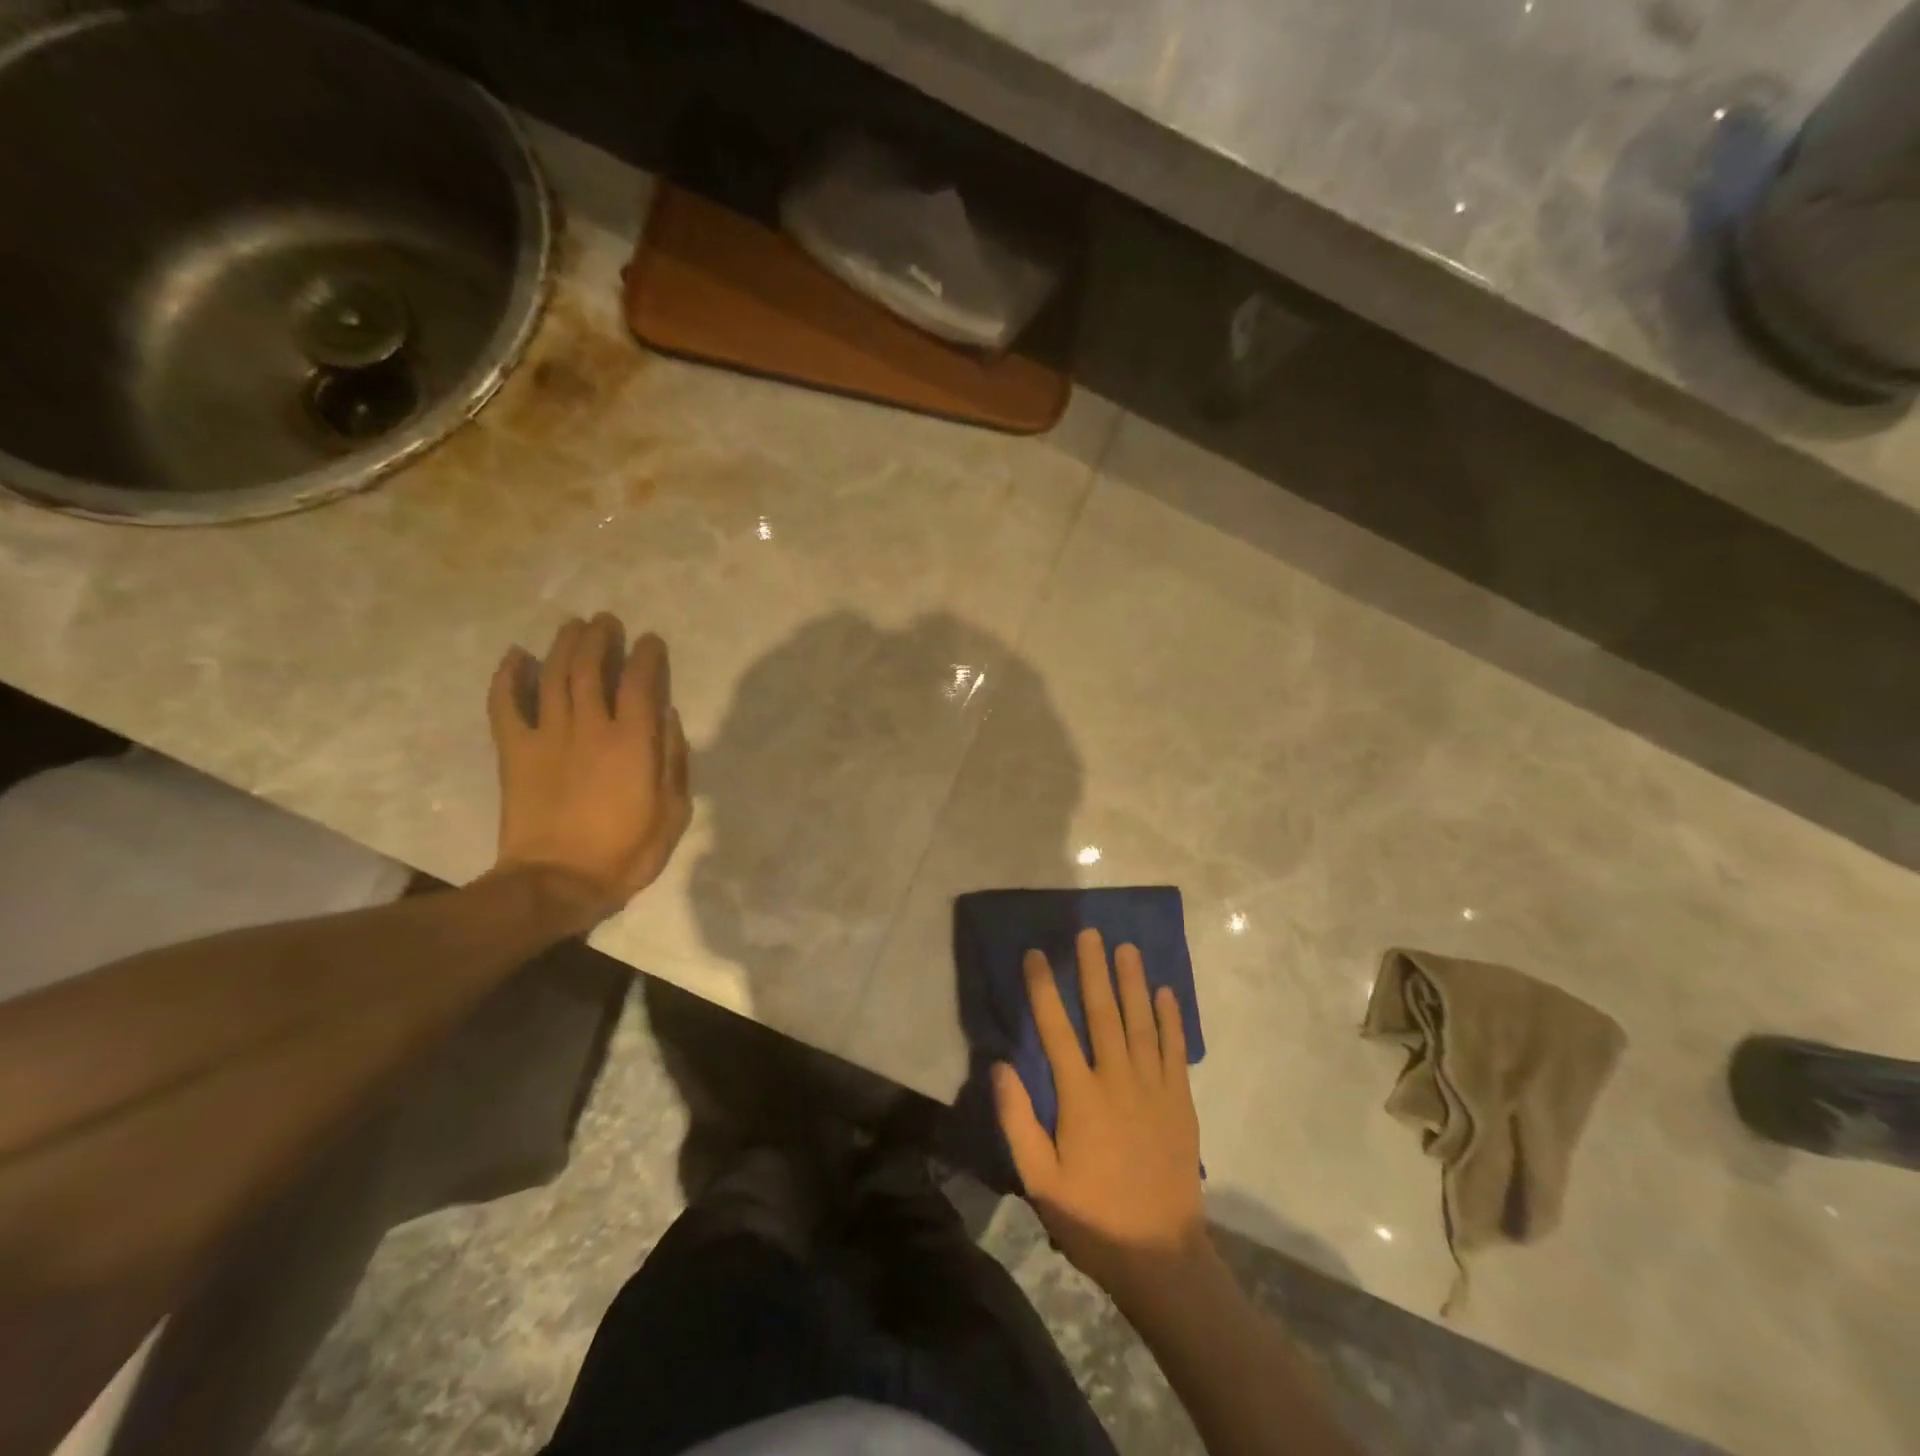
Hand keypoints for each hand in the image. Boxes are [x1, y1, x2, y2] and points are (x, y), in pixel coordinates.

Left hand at [487, 613, 690, 920]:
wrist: (557, 883)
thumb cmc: (626, 851)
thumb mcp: (673, 812)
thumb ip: (673, 759)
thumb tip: (667, 717)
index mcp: (632, 741)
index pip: (641, 681)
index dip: (647, 655)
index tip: (651, 640)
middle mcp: (589, 727)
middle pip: (591, 667)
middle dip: (600, 638)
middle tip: (606, 622)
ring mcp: (547, 736)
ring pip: (552, 675)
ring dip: (563, 645)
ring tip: (573, 626)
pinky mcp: (514, 751)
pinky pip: (505, 705)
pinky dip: (506, 677)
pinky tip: (513, 656)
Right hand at [995, 928, 1207, 1307]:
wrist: (1160, 1256)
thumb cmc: (1091, 1217)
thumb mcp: (1039, 1180)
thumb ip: (1018, 1121)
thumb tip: (1000, 1066)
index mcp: (1080, 1097)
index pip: (1056, 1030)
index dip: (1043, 989)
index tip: (1035, 954)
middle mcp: (1118, 1081)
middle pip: (1104, 1014)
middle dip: (1094, 970)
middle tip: (1090, 932)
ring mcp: (1154, 1088)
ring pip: (1142, 1023)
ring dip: (1133, 983)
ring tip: (1126, 948)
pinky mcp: (1180, 1102)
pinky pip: (1175, 1050)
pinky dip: (1171, 1019)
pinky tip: (1166, 993)